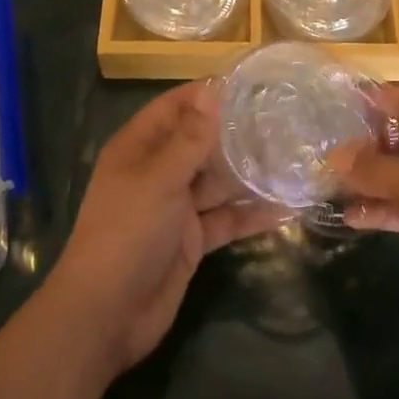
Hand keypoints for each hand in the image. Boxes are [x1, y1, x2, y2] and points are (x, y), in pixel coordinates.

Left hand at [48, 82, 285, 375]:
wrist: (106, 316)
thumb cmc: (126, 233)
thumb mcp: (159, 179)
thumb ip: (190, 138)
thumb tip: (212, 91)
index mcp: (140, 147)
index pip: (177, 106)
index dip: (208, 94)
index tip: (250, 83)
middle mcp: (158, 171)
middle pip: (201, 142)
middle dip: (236, 133)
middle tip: (284, 119)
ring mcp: (176, 206)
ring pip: (217, 181)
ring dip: (249, 173)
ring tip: (292, 157)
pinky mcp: (191, 240)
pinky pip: (225, 219)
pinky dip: (251, 215)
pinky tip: (285, 207)